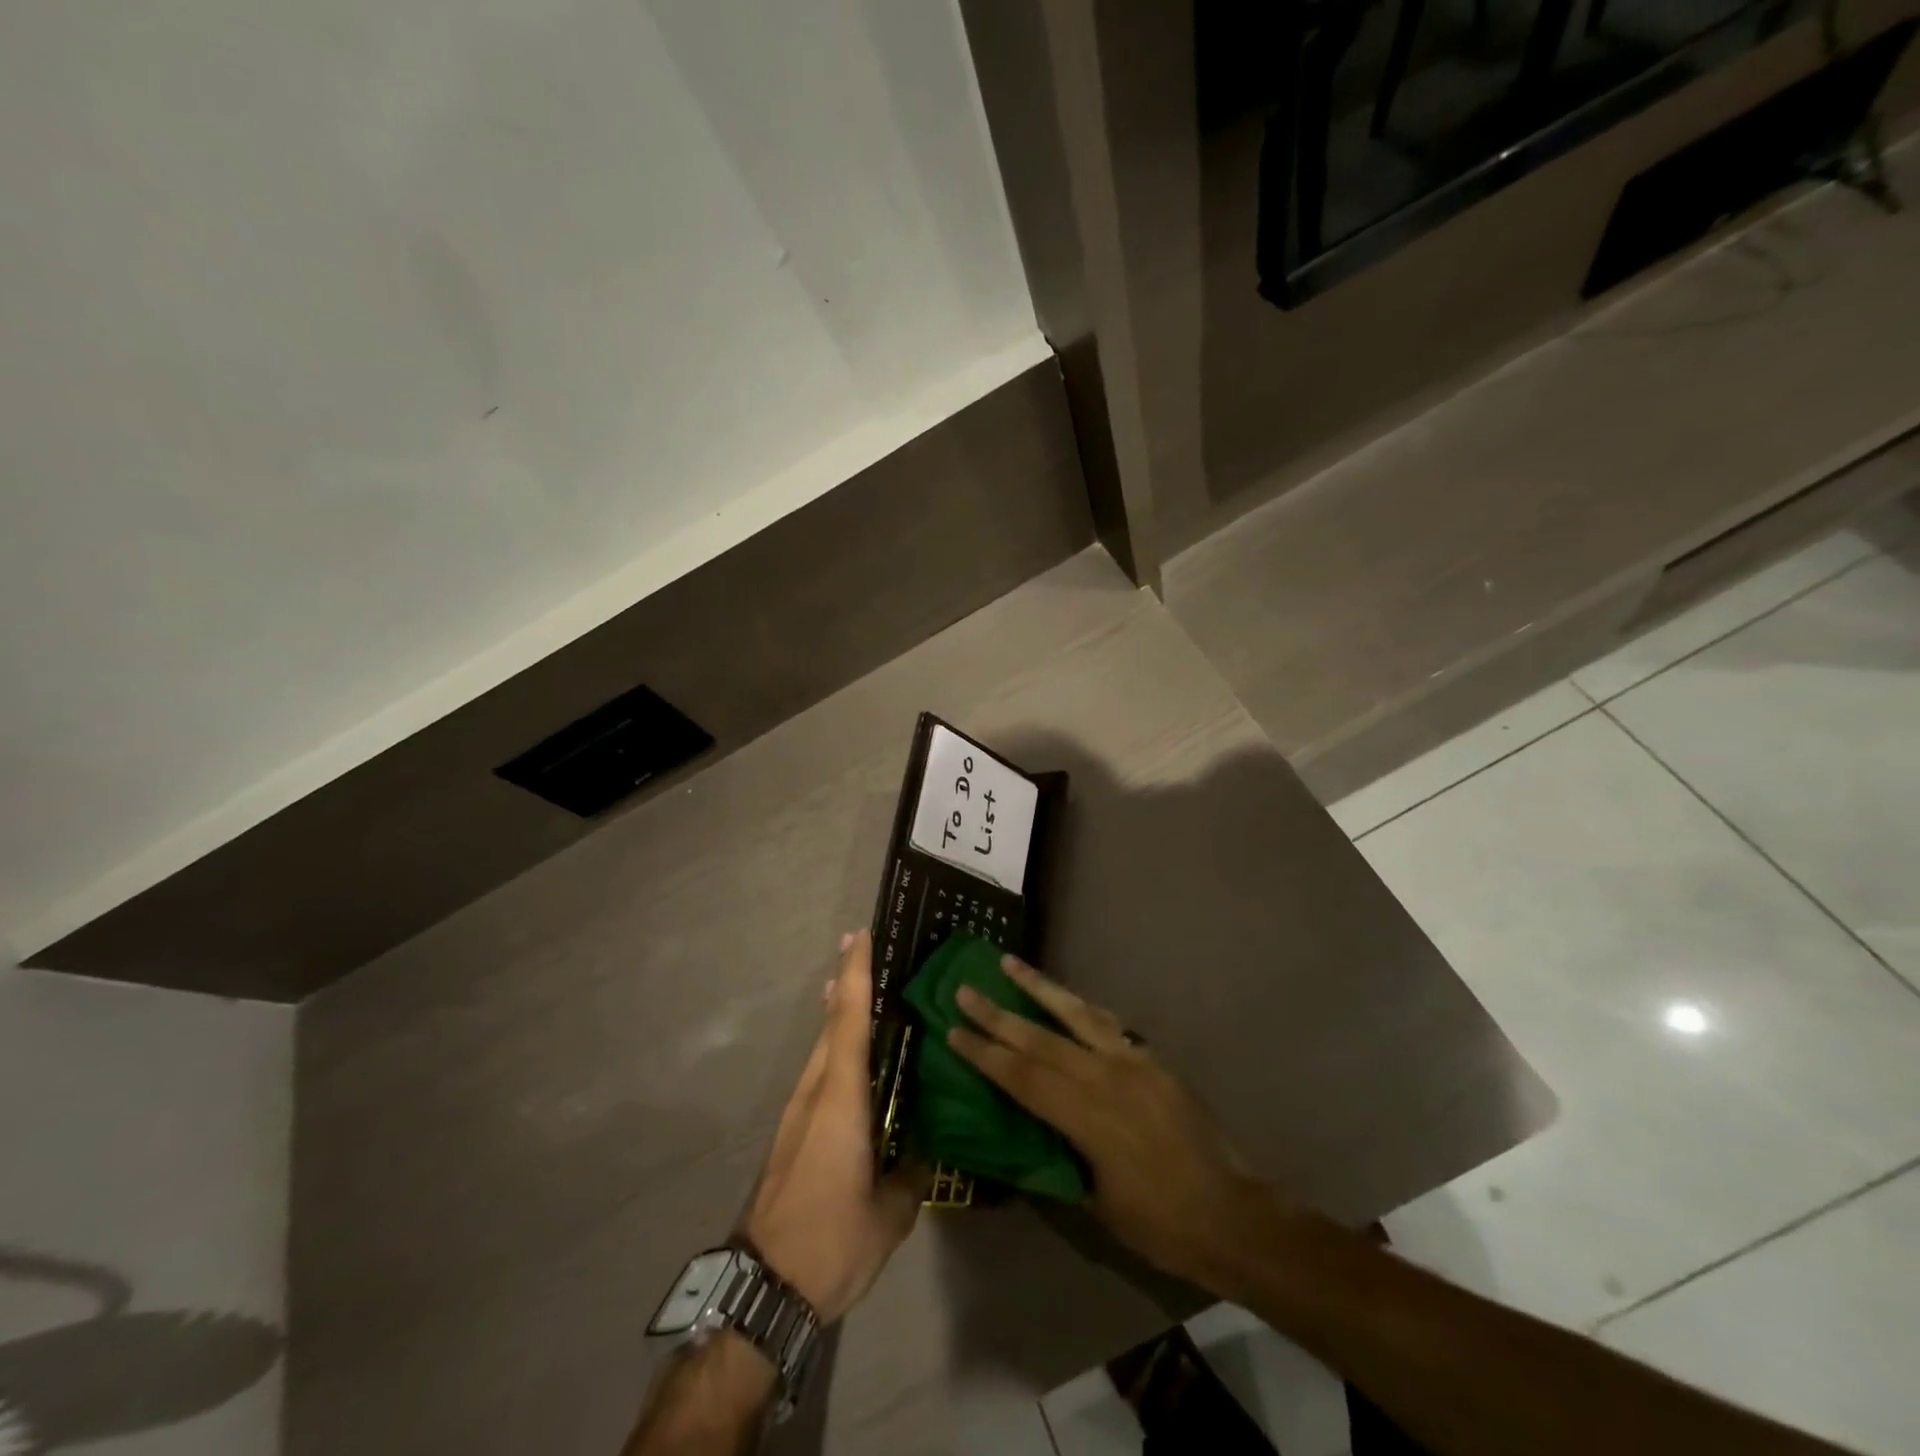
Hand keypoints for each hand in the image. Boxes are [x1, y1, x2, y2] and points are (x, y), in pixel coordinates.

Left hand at [741, 930, 922, 1323]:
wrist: (763, 1287)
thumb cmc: (830, 1241)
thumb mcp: (888, 1216)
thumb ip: (909, 1176)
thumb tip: (923, 1154)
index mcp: (840, 1100)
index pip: (850, 1021)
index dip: (856, 975)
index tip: (859, 935)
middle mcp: (814, 1093)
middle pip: (831, 1024)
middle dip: (845, 983)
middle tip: (861, 949)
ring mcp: (797, 1112)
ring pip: (820, 1047)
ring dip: (836, 1014)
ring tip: (854, 989)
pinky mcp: (791, 1133)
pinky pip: (817, 1072)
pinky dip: (832, 1047)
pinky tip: (847, 1058)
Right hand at [947, 956, 1282, 1290]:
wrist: (1232, 1214)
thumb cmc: (1160, 1223)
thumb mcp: (1097, 1203)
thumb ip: (1061, 1159)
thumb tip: (1029, 1134)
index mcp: (1087, 1116)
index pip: (1022, 1076)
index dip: (985, 1053)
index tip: (953, 1030)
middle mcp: (1106, 1077)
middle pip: (1040, 1037)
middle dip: (998, 1013)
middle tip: (965, 989)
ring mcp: (1132, 1061)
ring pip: (1075, 1013)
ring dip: (1039, 987)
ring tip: (1009, 963)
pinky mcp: (1151, 1059)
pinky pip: (1107, 1024)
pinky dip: (1080, 1006)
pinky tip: (1066, 998)